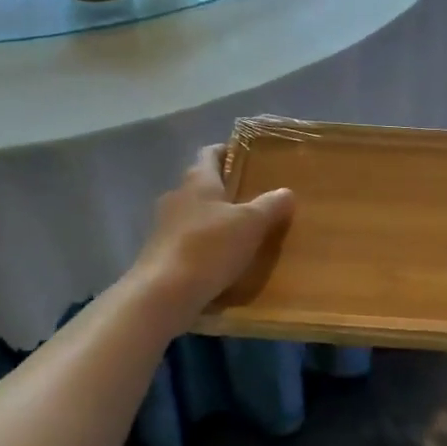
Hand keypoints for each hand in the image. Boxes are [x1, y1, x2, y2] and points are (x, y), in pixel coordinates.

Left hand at [131, 145, 294, 317]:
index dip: (228, 151)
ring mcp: (163, 226)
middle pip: (202, 184)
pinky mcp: (160, 254)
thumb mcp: (251, 224)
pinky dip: (203, 245)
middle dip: (225, 189)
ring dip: (214, 219)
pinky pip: (187, 241)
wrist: (163, 294)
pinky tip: (221, 260)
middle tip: (254, 198)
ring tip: (241, 232)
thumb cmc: (209, 247)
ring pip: (194, 214)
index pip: (210, 153)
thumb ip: (271, 205)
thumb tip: (286, 192)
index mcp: (198, 180)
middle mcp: (177, 197)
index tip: (248, 157)